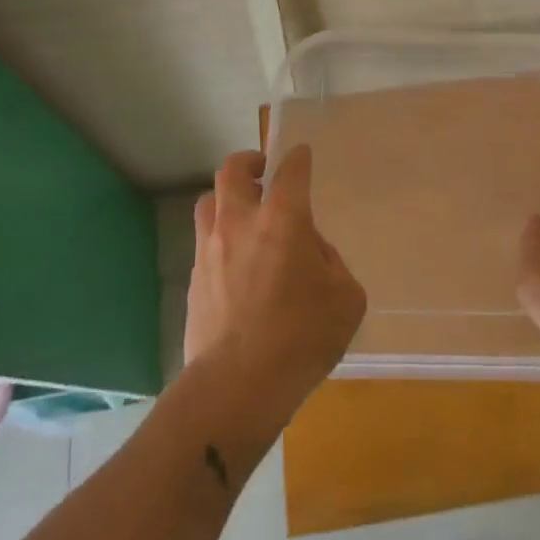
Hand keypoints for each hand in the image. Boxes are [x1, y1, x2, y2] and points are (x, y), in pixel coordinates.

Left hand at [184, 147, 366, 419]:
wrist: (236, 385)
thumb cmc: (302, 337)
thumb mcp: (345, 298)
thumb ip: (331, 263)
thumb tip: (311, 252)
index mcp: (283, 219)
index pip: (290, 170)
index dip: (297, 158)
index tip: (301, 155)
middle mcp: (240, 222)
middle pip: (232, 170)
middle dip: (249, 162)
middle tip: (263, 171)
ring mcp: (210, 249)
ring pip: (208, 201)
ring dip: (227, 198)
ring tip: (244, 213)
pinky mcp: (194, 279)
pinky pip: (204, 240)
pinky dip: (220, 237)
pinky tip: (236, 262)